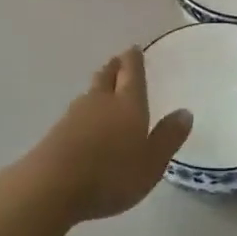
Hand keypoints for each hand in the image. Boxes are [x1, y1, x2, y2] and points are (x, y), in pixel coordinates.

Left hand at [20, 49, 193, 223]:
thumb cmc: (110, 174)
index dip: (134, 59)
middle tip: (118, 61)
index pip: (132, 72)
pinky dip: (84, 112)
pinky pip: (76, 114)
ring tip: (103, 88)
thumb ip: (168, 138)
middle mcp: (101, 101)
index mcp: (128, 103)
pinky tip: (85, 123)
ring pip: (90, 93)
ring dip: (98, 87)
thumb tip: (185, 112)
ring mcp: (74, 115)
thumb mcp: (151, 163)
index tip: (134, 49)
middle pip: (107, 76)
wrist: (51, 186)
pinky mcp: (56, 133)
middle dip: (114, 67)